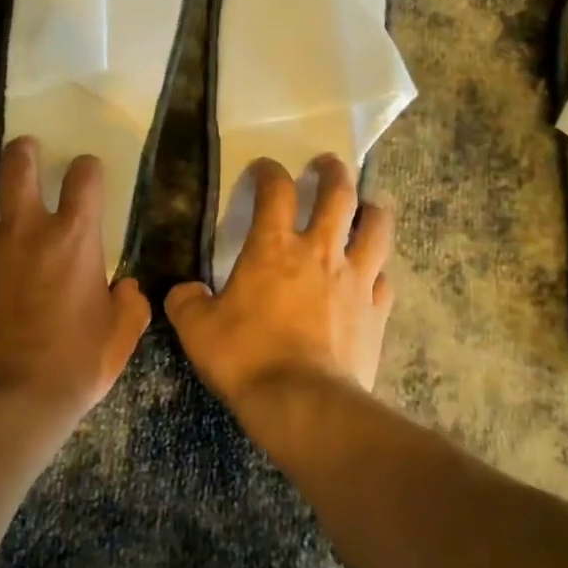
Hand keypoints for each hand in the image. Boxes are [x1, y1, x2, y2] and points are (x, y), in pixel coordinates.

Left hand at [0, 138, 149, 415]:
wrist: (3, 398)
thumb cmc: (71, 366)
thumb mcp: (119, 338)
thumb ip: (130, 306)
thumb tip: (128, 289)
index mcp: (73, 237)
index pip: (84, 176)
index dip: (87, 168)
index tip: (86, 174)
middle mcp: (23, 228)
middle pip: (16, 163)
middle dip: (23, 152)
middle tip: (25, 154)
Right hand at [166, 155, 393, 406]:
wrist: (303, 403)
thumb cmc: (246, 357)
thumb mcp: (197, 330)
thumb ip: (186, 302)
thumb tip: (183, 292)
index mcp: (274, 247)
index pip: (275, 190)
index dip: (268, 171)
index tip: (263, 169)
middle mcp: (320, 251)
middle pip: (338, 194)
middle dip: (333, 172)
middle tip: (327, 164)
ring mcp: (355, 279)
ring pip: (375, 227)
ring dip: (371, 210)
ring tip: (366, 206)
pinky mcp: (376, 311)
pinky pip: (384, 278)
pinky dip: (378, 270)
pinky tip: (372, 275)